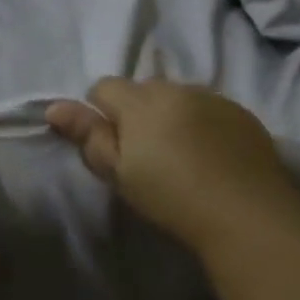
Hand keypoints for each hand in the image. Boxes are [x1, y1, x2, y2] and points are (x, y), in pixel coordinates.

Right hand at [45, 79, 299, 252]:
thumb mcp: (119, 173)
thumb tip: (53, 107)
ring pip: (178, 97)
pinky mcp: (242, 113)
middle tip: (144, 155)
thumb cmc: (170, 196)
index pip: (104, 87)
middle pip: (143, 89)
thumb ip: (88, 136)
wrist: (245, 212)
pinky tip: (210, 155)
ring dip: (171, 115)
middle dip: (136, 113)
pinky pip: (209, 108)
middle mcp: (176, 88)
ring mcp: (213, 98)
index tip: (112, 147)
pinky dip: (202, 123)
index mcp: (140, 101)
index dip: (100, 114)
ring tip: (181, 155)